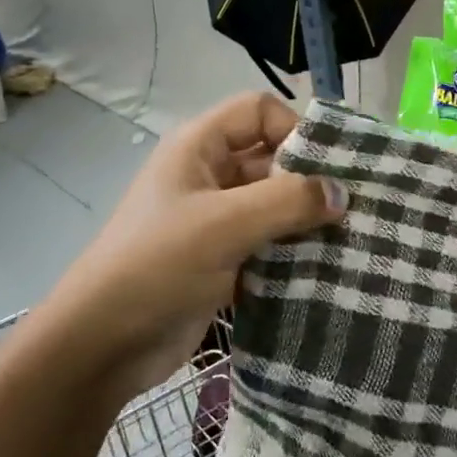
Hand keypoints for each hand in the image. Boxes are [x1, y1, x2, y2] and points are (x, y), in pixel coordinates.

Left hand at [47, 93, 345, 394]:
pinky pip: (268, 243)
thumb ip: (287, 201)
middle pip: (271, 159)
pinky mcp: (222, 260)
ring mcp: (215, 220)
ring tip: (349, 242)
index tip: (327, 169)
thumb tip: (342, 192)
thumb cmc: (157, 266)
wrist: (102, 345)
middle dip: (310, 180)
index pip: (259, 111)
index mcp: (199, 147)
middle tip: (353, 208)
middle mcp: (209, 175)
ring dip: (306, 221)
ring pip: (273, 205)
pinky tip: (325, 270)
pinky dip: (293, 252)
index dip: (294, 129)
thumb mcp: (223, 224)